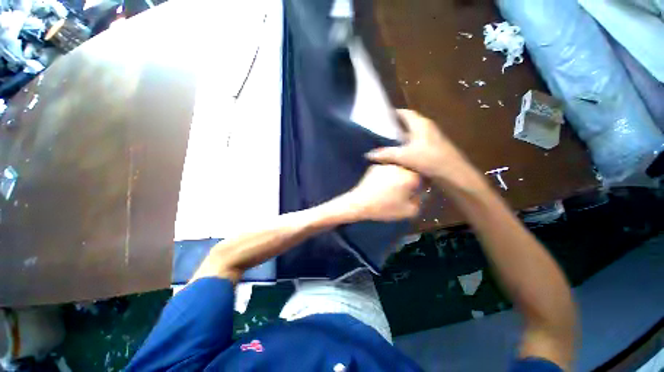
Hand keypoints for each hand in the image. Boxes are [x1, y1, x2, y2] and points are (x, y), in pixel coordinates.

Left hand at [341, 164, 421, 221]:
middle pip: (411, 170)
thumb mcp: (408, 211)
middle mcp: (400, 166)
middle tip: (405, 190)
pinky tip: (382, 185)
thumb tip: (420, 193)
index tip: (418, 191)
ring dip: (399, 176)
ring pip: (399, 169)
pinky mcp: (375, 166)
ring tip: (392, 188)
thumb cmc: (384, 208)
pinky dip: (388, 175)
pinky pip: (387, 170)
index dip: (423, 185)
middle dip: (411, 179)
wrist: (360, 203)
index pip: (424, 176)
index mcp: (411, 176)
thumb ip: (420, 201)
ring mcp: (386, 164)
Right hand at [366, 109, 486, 191]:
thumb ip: (385, 154)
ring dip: (399, 138)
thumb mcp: (404, 156)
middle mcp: (426, 128)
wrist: (454, 175)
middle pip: (407, 124)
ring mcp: (430, 139)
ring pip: (411, 135)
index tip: (380, 117)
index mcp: (420, 124)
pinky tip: (398, 154)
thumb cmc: (429, 160)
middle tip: (379, 131)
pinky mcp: (432, 149)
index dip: (393, 113)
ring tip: (385, 143)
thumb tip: (368, 154)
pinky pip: (414, 144)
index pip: (405, 113)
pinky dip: (405, 146)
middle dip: (394, 127)